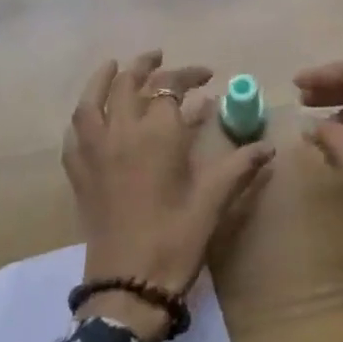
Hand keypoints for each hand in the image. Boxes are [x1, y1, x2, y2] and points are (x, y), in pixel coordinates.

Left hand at [64, 51, 274, 341]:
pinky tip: (91, 116)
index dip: (189, 75)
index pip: (171, 86)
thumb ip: (239, 166)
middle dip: (145, 65)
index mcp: (158, 134)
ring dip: (103, 78)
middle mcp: (122, 132)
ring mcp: (94, 152)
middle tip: (160, 58)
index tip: (207, 76)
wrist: (129, 283)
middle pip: (127, 83)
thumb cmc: (176, 238)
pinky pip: (75, 132)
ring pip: (92, 100)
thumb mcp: (214, 200)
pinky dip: (84, 115)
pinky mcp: (79, 173)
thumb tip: (268, 147)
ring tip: (115, 67)